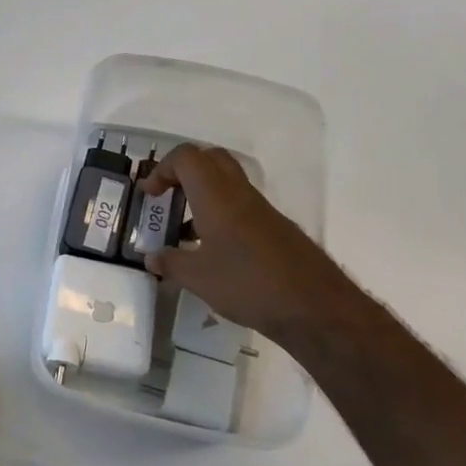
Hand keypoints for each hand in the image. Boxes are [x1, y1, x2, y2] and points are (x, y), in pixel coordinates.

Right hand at [144, 143, 363, 349]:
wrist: (315, 307)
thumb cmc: (248, 284)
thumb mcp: (198, 278)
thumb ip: (171, 264)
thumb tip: (151, 258)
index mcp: (216, 195)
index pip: (186, 158)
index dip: (162, 169)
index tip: (150, 196)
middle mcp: (239, 193)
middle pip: (210, 159)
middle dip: (183, 171)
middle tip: (168, 197)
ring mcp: (261, 209)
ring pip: (227, 182)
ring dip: (202, 195)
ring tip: (185, 230)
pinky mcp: (275, 228)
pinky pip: (241, 205)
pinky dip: (221, 214)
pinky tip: (214, 250)